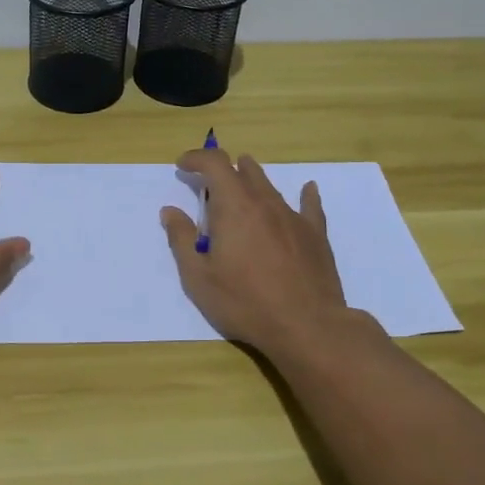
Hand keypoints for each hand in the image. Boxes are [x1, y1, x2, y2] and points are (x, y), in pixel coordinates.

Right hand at [160, 149, 348, 356]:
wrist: (307, 326)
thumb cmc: (245, 302)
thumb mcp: (198, 277)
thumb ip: (182, 240)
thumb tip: (170, 211)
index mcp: (233, 206)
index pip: (214, 164)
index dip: (196, 158)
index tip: (183, 166)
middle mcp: (264, 202)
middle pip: (244, 171)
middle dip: (223, 170)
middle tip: (208, 183)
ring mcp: (293, 217)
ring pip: (270, 186)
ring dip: (252, 179)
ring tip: (243, 181)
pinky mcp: (315, 235)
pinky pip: (309, 206)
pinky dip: (304, 195)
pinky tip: (308, 189)